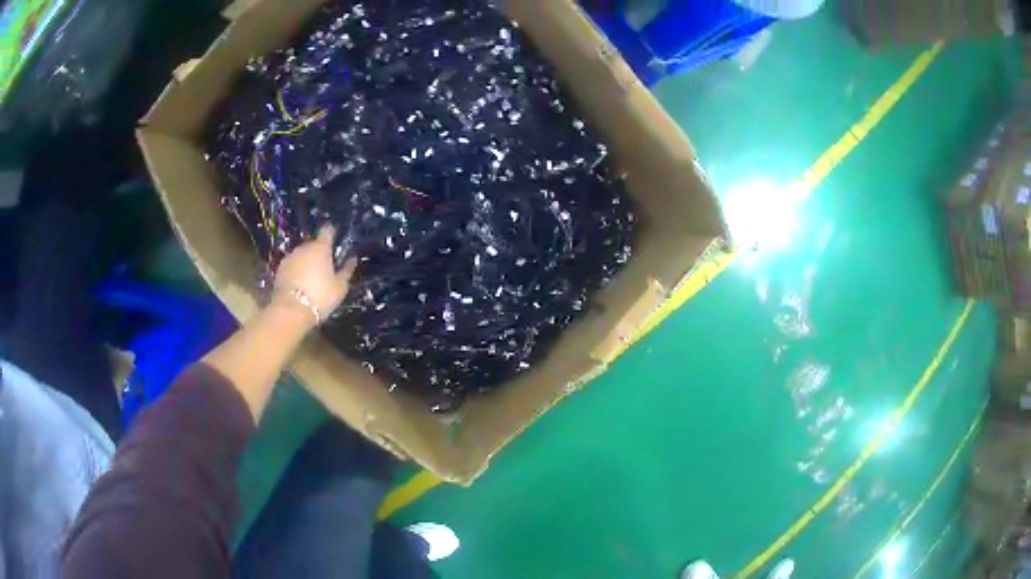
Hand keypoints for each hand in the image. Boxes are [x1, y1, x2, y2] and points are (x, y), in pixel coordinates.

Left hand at [273, 225, 357, 325]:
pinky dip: (296, 270)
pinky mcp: (279, 269)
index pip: (327, 231)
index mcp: (321, 248)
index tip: (335, 236)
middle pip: (313, 244)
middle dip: (319, 251)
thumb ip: (346, 271)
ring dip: (306, 261)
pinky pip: (292, 265)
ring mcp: (290, 257)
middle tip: (325, 265)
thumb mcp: (340, 287)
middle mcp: (304, 247)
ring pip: (301, 255)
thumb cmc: (320, 296)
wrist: (291, 310)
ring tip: (311, 276)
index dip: (332, 232)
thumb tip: (352, 259)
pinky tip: (300, 283)